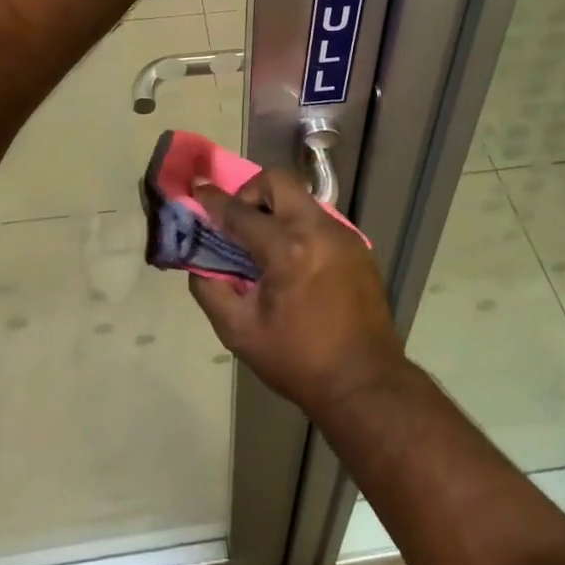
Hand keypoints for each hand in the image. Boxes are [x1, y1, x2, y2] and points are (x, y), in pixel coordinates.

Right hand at [186, 168, 406, 420]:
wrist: (366, 384)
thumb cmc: (298, 361)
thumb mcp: (240, 333)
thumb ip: (210, 291)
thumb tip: (199, 262)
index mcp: (286, 249)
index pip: (240, 212)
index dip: (213, 200)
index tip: (198, 189)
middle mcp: (317, 229)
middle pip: (278, 180)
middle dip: (252, 191)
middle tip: (242, 222)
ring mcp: (343, 234)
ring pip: (301, 199)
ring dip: (278, 211)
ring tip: (269, 249)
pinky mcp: (359, 246)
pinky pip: (320, 221)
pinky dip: (300, 229)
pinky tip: (297, 265)